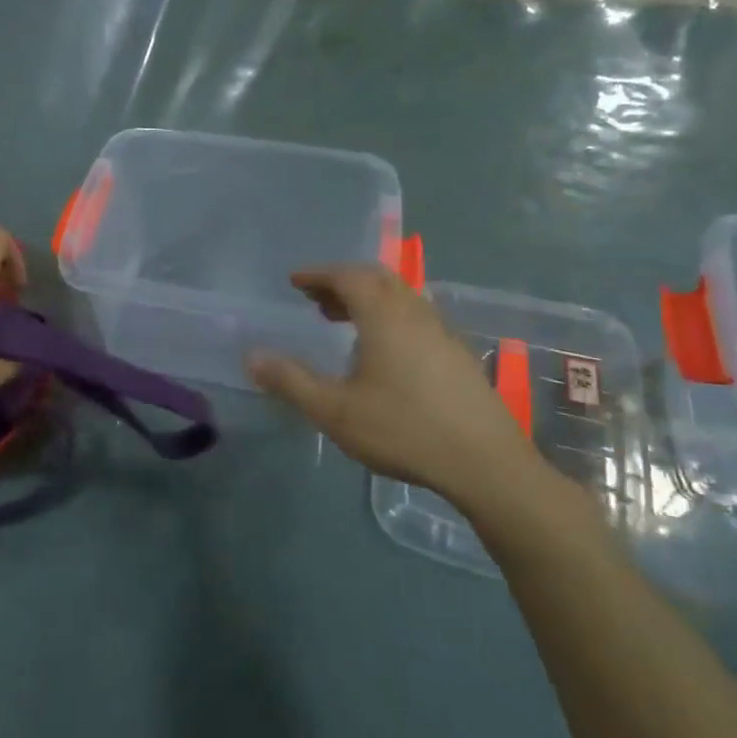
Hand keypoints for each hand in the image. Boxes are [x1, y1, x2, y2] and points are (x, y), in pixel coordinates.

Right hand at [246, 264, 546, 518]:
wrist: (485, 463)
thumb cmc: (403, 430)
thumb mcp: (335, 410)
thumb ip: (291, 381)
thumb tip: (251, 356)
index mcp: (385, 317)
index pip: (350, 276)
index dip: (319, 274)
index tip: (295, 281)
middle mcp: (417, 314)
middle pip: (378, 280)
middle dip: (343, 282)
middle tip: (316, 300)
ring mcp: (444, 334)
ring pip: (402, 298)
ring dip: (369, 299)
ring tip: (343, 322)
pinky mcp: (459, 356)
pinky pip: (417, 319)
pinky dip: (390, 318)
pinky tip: (383, 353)